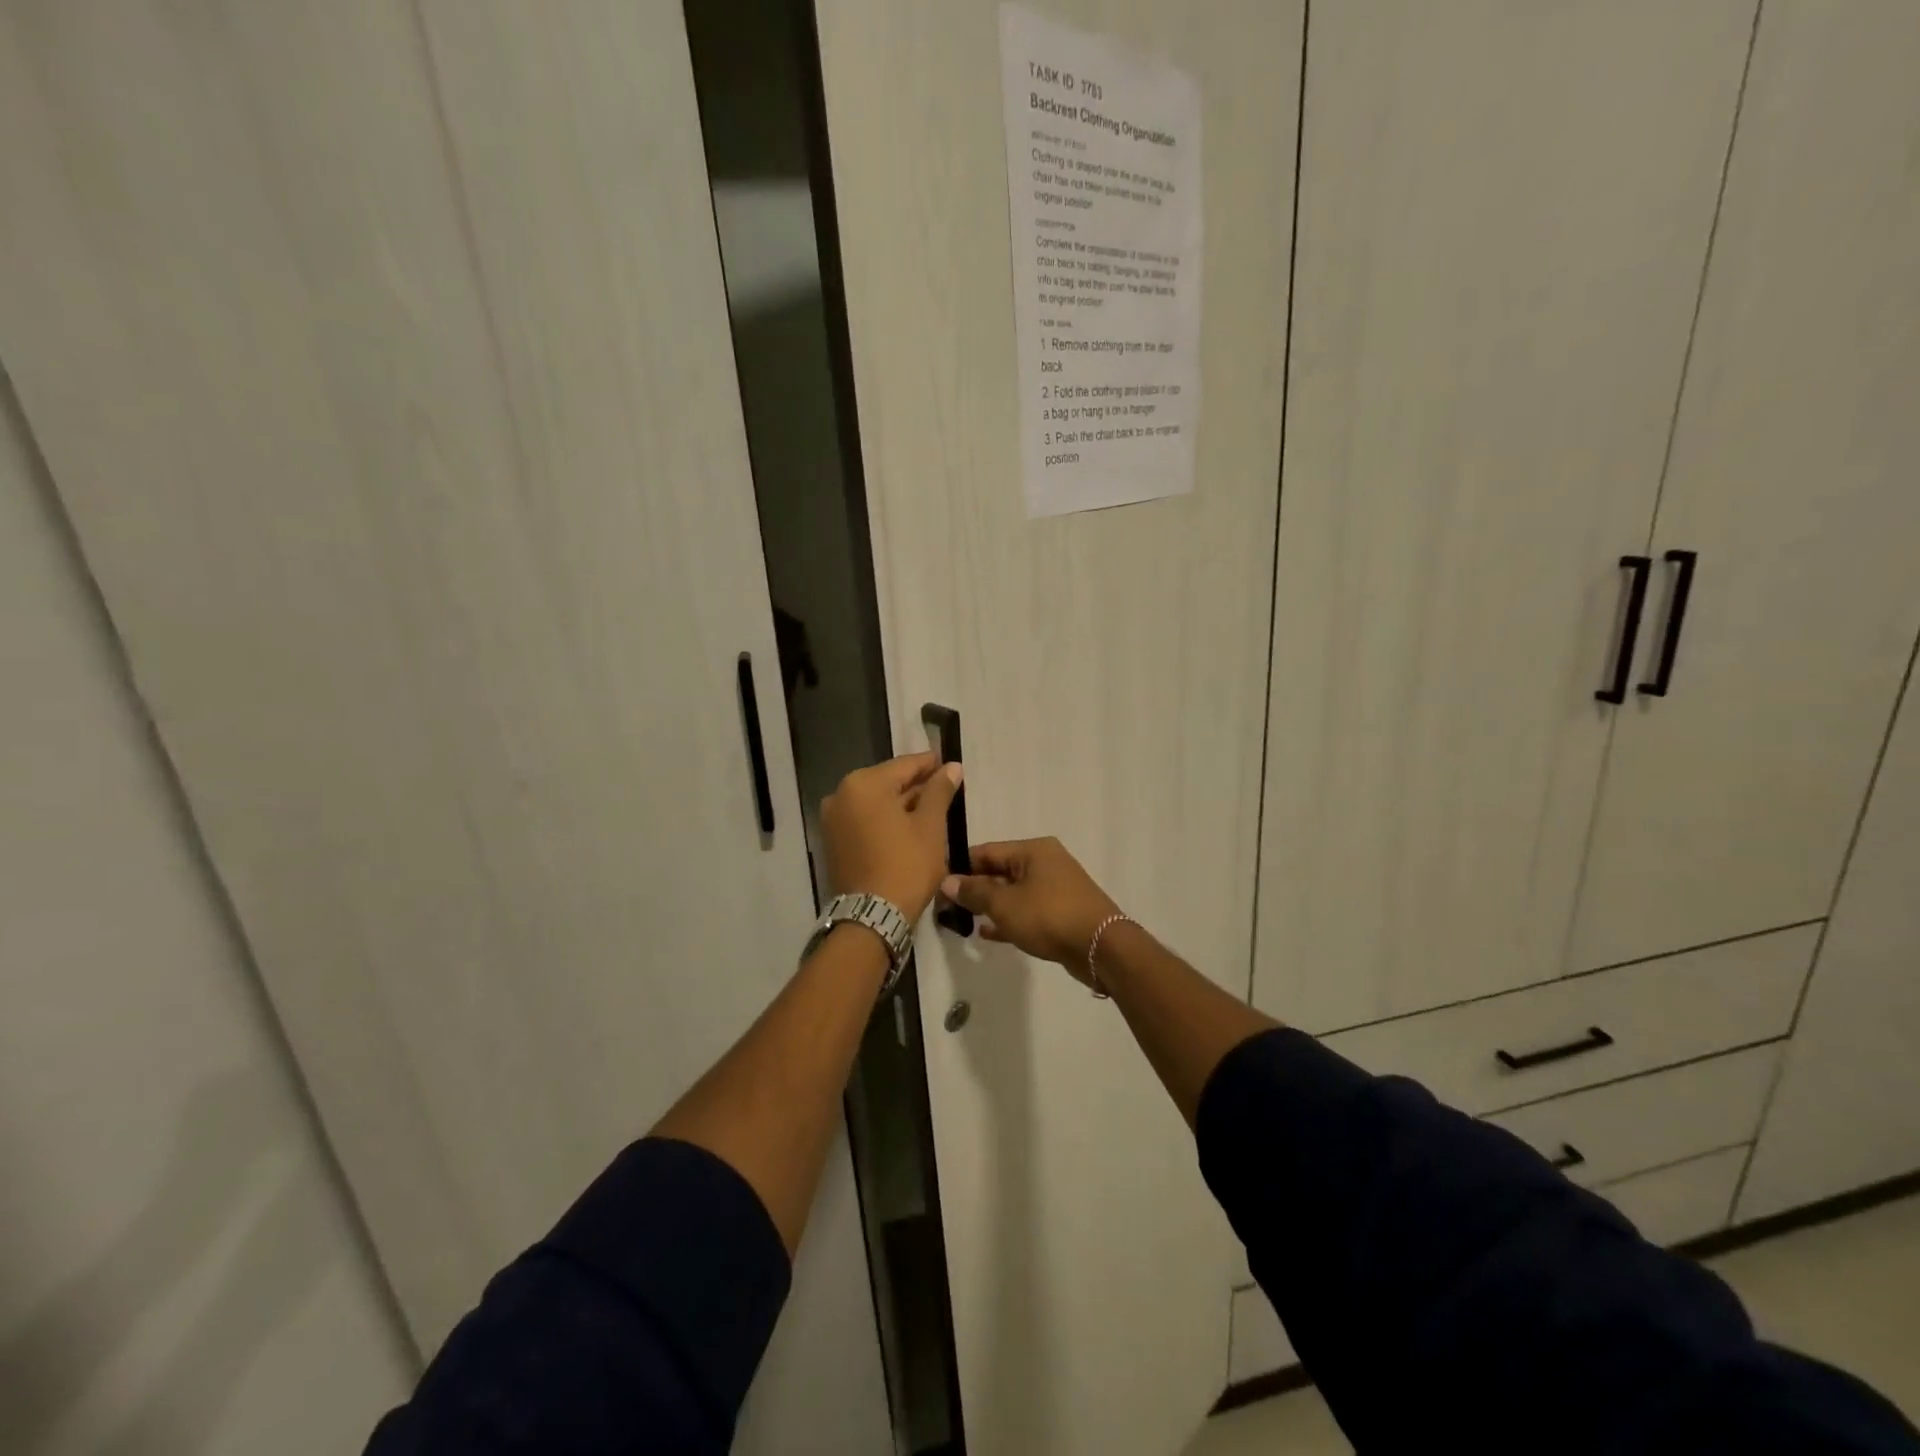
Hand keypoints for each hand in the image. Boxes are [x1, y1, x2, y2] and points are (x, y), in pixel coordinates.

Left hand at [820, 752, 962, 921]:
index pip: (904, 765)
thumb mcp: (931, 826)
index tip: (949, 762)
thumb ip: (939, 791)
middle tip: (944, 787)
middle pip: (887, 782)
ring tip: (931, 808)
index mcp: (864, 784)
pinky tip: (908, 827)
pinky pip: (864, 820)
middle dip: (915, 785)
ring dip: (901, 804)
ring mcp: (833, 819)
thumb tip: (952, 767)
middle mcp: (841, 794)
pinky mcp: (833, 841)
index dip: (930, 764)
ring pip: (875, 802)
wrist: (872, 916)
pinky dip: (884, 819)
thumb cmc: (906, 865)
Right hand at [941, 837, 1122, 983]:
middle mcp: (1045, 863)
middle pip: (1000, 871)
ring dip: (989, 905)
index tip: (937, 883)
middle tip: (946, 906)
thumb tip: (947, 881)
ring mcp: (1055, 888)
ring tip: (961, 920)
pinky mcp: (1061, 913)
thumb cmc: (1049, 916)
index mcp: (1033, 850)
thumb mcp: (1005, 904)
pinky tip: (986, 933)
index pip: (987, 852)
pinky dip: (1007, 919)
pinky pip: (1026, 911)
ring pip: (1013, 893)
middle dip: (974, 888)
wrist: (1100, 947)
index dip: (961, 867)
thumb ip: (975, 892)